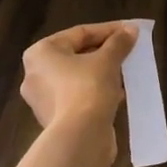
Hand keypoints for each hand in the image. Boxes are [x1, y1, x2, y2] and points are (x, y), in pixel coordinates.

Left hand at [20, 20, 136, 161]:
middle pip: (76, 55)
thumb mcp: (108, 60)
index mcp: (41, 53)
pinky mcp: (54, 119)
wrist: (80, 137)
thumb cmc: (88, 88)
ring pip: (77, 78)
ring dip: (101, 73)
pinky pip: (77, 97)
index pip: (79, 33)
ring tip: (125, 72)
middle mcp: (35, 74)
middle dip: (104, 52)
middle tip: (128, 51)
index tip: (130, 31)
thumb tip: (131, 29)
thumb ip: (119, 42)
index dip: (108, 30)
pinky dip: (95, 92)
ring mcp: (43, 99)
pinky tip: (117, 94)